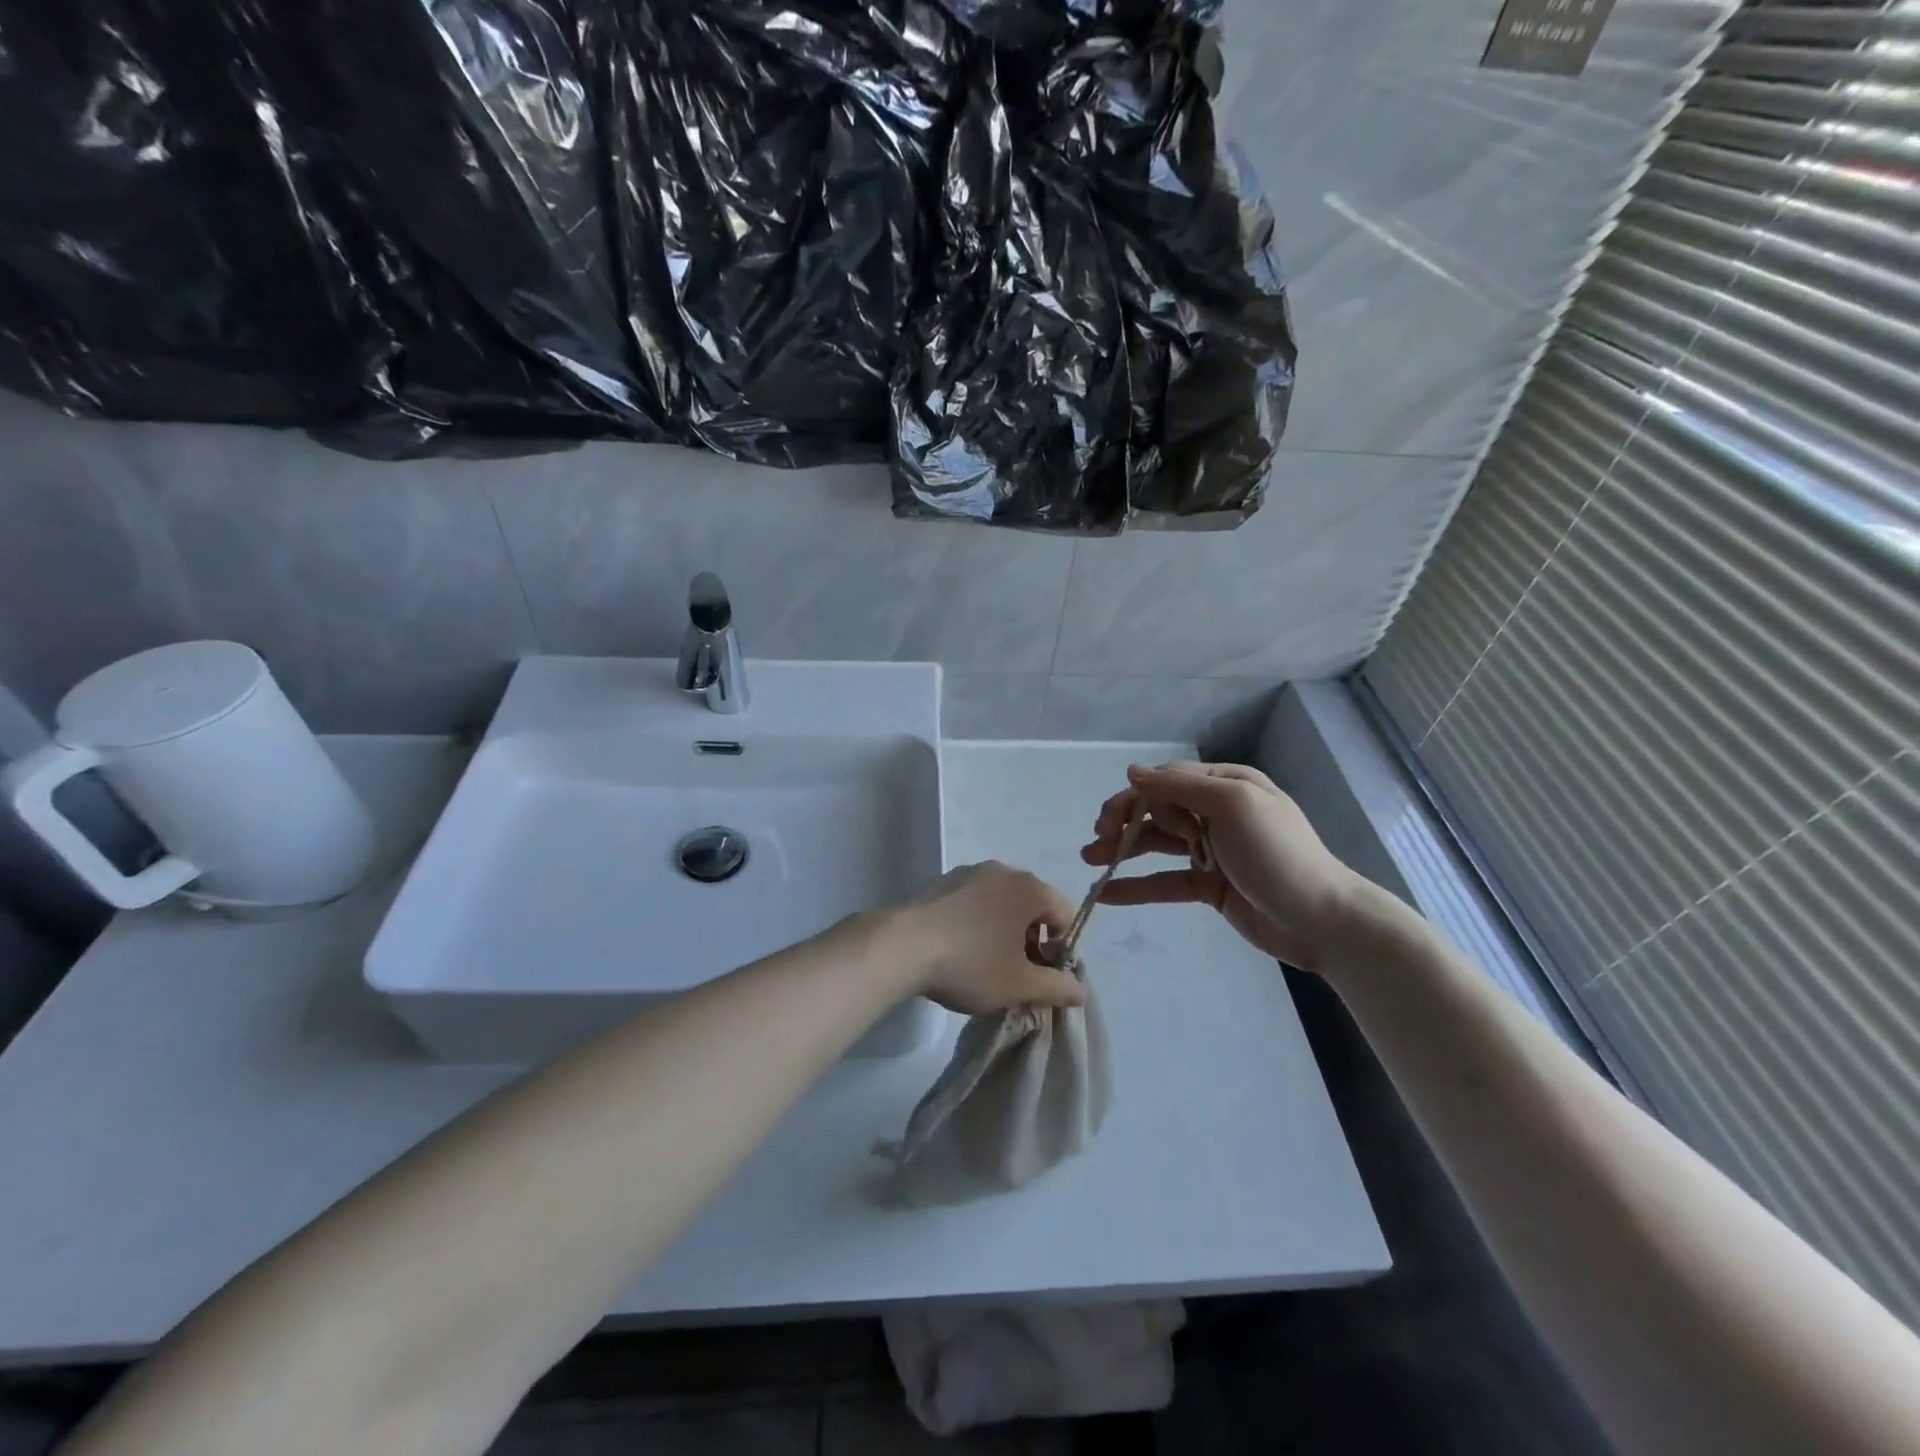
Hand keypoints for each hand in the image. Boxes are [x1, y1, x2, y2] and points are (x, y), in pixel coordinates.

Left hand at [884, 862, 1084, 1014]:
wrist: (902, 947)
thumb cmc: (971, 963)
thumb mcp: (1020, 985)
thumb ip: (1057, 987)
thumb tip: (1080, 989)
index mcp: (1029, 887)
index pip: (1065, 915)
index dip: (1062, 949)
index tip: (1043, 977)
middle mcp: (1002, 871)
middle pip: (1032, 906)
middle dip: (1032, 941)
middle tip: (1017, 975)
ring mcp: (969, 873)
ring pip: (1001, 904)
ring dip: (1004, 932)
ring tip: (986, 966)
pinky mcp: (941, 883)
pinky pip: (973, 903)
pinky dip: (976, 923)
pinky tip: (959, 950)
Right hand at [1081, 762, 1363, 969]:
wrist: (1321, 920)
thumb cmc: (1277, 854)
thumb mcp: (1232, 805)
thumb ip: (1181, 786)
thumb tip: (1133, 771)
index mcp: (1226, 785)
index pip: (1167, 781)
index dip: (1135, 797)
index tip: (1110, 818)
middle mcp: (1216, 813)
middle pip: (1157, 811)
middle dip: (1123, 822)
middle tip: (1095, 838)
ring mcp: (1212, 850)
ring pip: (1156, 845)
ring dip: (1122, 850)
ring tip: (1088, 860)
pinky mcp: (1209, 885)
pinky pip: (1166, 881)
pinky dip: (1137, 886)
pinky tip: (1107, 893)